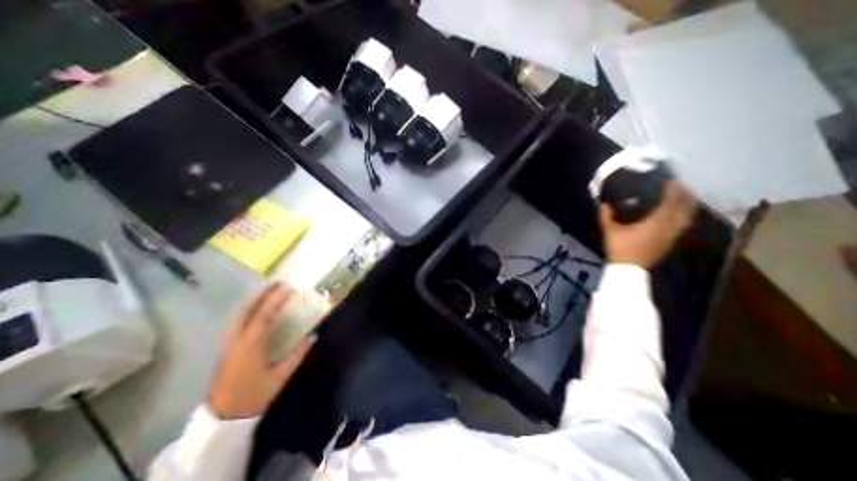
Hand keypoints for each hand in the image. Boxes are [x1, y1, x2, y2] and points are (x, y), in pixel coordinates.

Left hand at [209, 283, 316, 418]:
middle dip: (261, 294)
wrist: (222, 419)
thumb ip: (297, 354)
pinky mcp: (227, 349)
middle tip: (275, 283)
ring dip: (252, 300)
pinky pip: (236, 322)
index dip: (276, 300)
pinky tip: (254, 310)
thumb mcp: (280, 376)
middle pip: (246, 311)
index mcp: (251, 345)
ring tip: (266, 291)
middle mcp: (238, 340)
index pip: (264, 316)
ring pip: (238, 315)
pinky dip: (247, 311)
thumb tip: (313, 336)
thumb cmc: (253, 396)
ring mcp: (229, 344)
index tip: (288, 287)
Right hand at [598, 180, 698, 269]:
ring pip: (686, 216)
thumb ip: (606, 216)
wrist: (629, 269)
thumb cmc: (620, 248)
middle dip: (684, 194)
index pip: (670, 201)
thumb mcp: (609, 231)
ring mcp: (672, 235)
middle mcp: (668, 227)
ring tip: (684, 196)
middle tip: (679, 185)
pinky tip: (679, 214)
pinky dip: (684, 215)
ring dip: (687, 205)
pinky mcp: (670, 241)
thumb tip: (604, 204)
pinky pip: (683, 225)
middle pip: (683, 207)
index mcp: (655, 222)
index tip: (668, 180)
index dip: (671, 189)